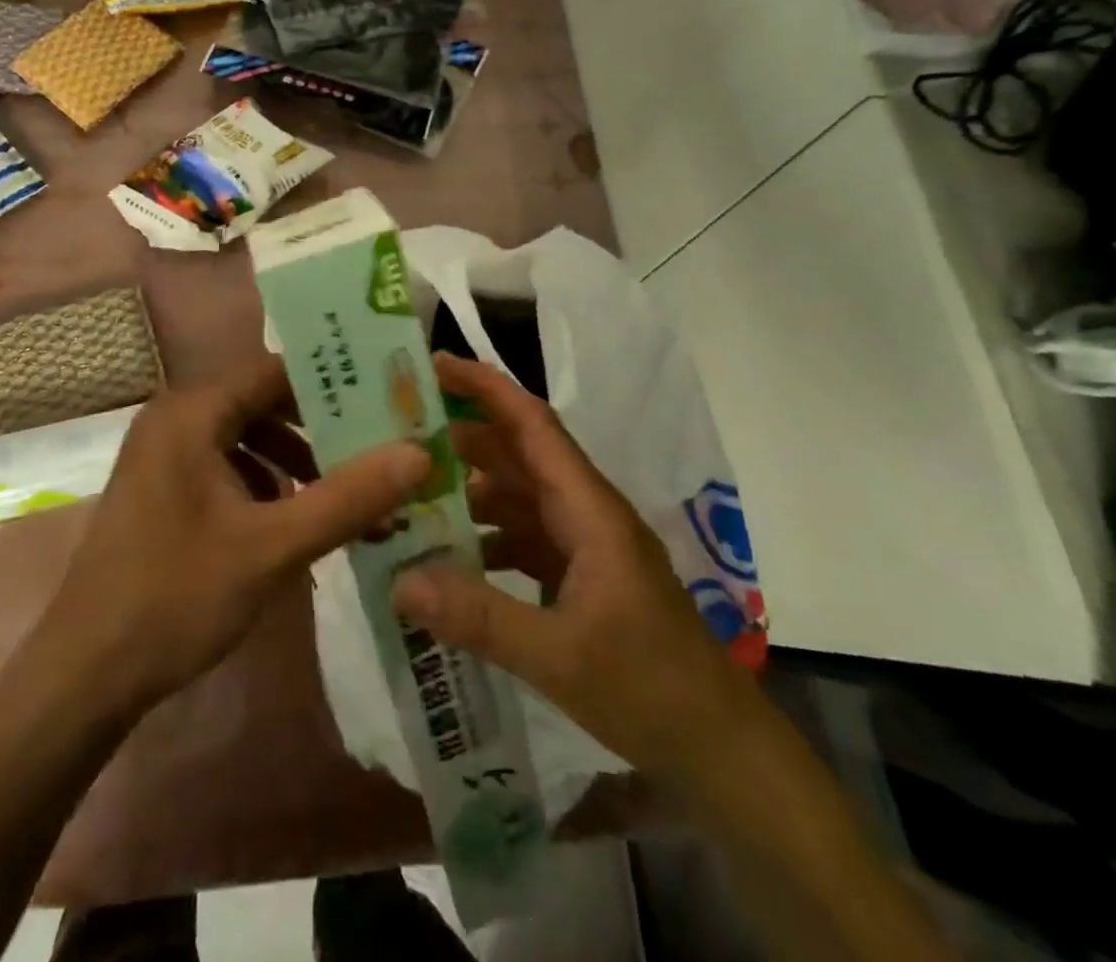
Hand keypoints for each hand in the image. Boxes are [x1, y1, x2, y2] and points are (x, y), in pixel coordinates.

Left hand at [41, 357, 429, 716]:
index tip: (387, 400)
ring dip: (298, 463)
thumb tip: (418, 453)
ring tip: (348, 497)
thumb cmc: (176, 597)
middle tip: (381, 447)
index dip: (333, 382)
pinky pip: (228, 467)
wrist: (84, 675)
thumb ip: (347, 498)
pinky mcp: (165, 490)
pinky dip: (267, 486)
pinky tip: (297, 524)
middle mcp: (176, 419)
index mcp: (192, 412)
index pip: (275, 371)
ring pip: (248, 438)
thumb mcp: (272, 547)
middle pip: (264, 403)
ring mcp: (166, 456)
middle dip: (322, 429)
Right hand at [392, 354, 745, 773]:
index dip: (486, 388)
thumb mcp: (558, 655)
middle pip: (516, 456)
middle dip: (460, 440)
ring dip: (467, 493)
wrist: (720, 751)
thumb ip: (479, 617)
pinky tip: (445, 560)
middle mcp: (584, 513)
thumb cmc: (650, 687)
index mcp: (588, 508)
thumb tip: (400, 581)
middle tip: (395, 437)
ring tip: (408, 497)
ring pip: (516, 499)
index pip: (532, 424)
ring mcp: (583, 547)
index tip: (434, 365)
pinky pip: (521, 540)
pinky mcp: (579, 579)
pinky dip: (484, 539)